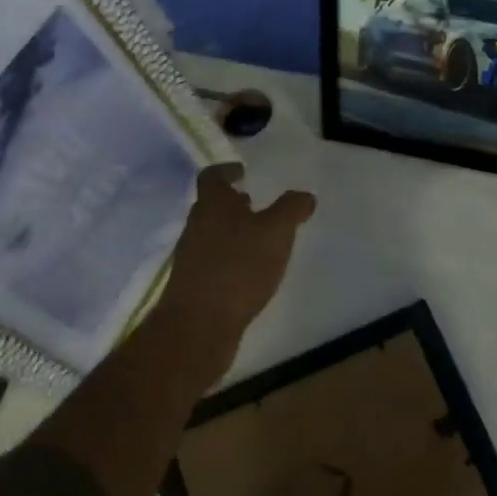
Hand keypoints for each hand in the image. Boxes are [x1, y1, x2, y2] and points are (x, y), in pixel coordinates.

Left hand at [155, 164, 315, 377]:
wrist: (198, 325)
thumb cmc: (239, 267)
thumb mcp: (276, 232)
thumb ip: (291, 209)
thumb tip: (304, 196)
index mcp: (213, 204)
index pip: (213, 176)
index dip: (227, 170)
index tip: (244, 172)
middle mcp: (197, 225)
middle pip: (211, 205)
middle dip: (234, 203)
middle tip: (257, 205)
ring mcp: (191, 256)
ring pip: (212, 233)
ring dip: (233, 232)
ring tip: (260, 240)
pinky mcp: (193, 284)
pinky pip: (213, 260)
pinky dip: (230, 258)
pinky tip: (250, 273)